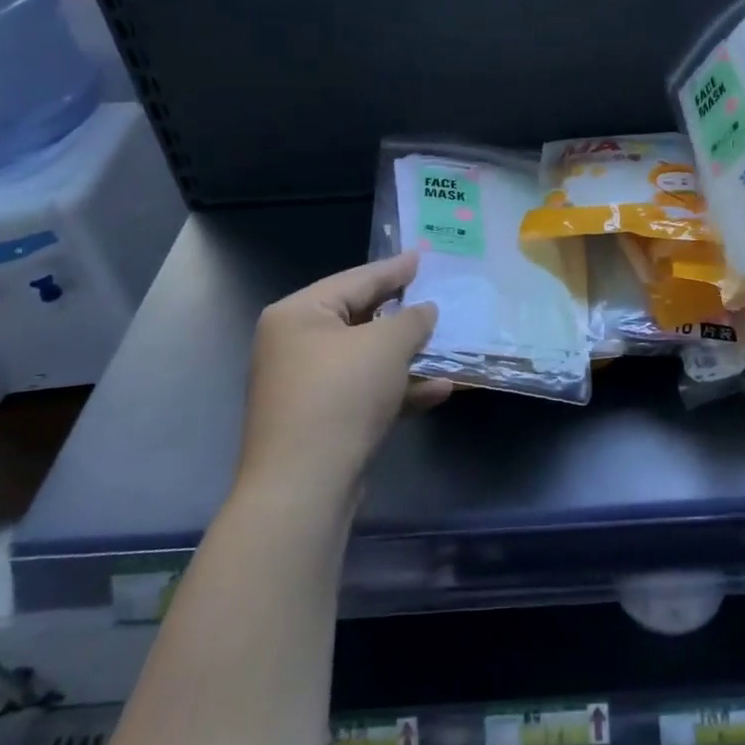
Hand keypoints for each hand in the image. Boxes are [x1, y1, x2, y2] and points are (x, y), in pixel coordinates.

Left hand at [238, 252, 444, 502]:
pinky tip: (440, 390)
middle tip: (439, 297)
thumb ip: (412, 319)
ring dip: (409, 356)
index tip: (424, 256)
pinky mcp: (322, 421)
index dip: (395, 268)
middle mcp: (295, 344)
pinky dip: (399, 389)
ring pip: (367, 359)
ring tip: (449, 346)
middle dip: (405, 316)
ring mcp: (307, 386)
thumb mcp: (385, 345)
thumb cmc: (340, 396)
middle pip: (361, 319)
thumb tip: (425, 310)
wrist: (304, 488)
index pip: (356, 279)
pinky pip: (366, 392)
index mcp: (298, 314)